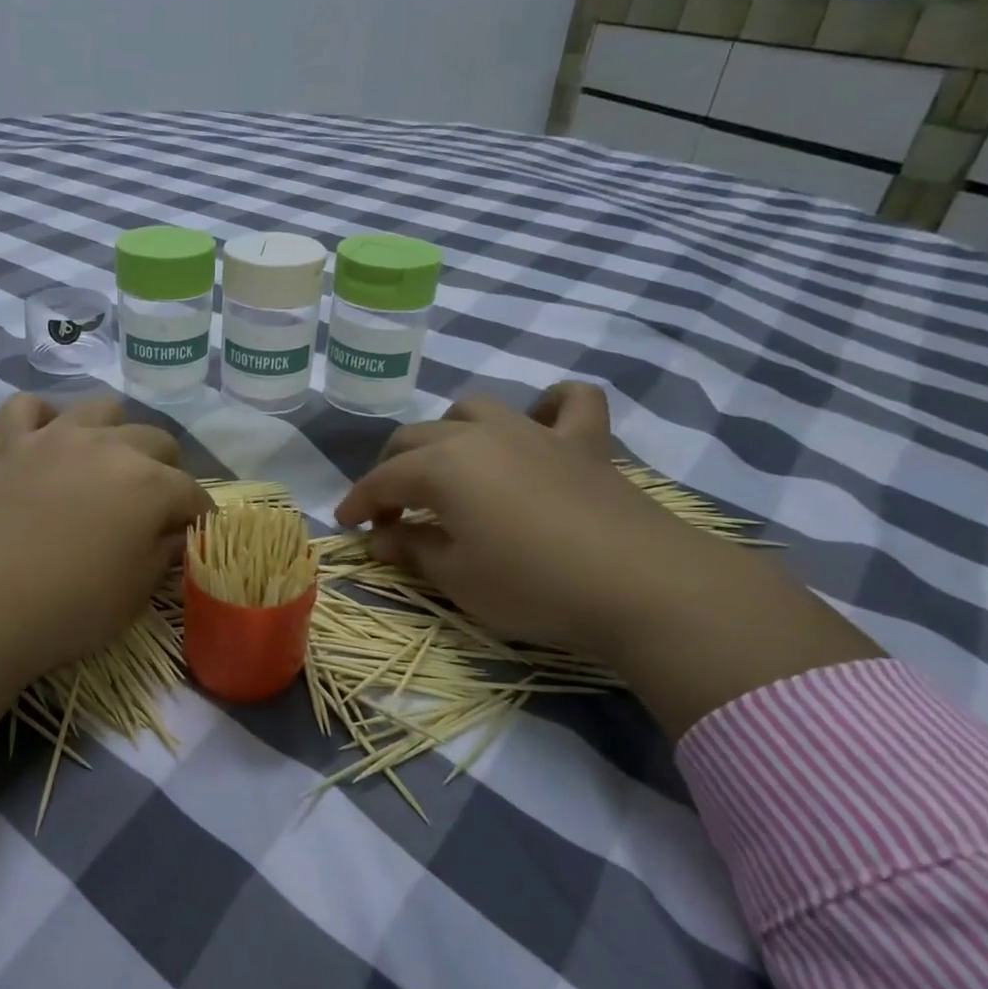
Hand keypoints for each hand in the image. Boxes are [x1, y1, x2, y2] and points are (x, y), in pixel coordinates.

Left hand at [0, 394, 207, 736]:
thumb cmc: (69, 609)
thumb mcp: (136, 592)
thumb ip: (166, 552)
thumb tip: (178, 533)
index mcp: (149, 484)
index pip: (192, 493)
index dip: (198, 516)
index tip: (194, 535)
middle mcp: (109, 446)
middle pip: (157, 441)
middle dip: (166, 471)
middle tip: (151, 506)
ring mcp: (54, 436)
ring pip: (102, 409)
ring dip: (115, 434)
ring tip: (105, 465)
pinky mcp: (6, 441)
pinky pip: (28, 406)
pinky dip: (42, 419)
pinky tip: (45, 442)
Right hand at [336, 383, 880, 736]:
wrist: (641, 585)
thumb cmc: (532, 585)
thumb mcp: (456, 578)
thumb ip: (412, 549)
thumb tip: (382, 536)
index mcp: (441, 466)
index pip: (382, 479)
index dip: (358, 502)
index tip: (346, 525)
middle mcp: (479, 435)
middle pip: (416, 438)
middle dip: (392, 470)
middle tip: (393, 510)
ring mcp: (534, 432)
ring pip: (474, 410)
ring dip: (449, 434)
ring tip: (450, 468)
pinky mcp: (584, 443)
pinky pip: (569, 402)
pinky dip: (549, 406)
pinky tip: (540, 423)